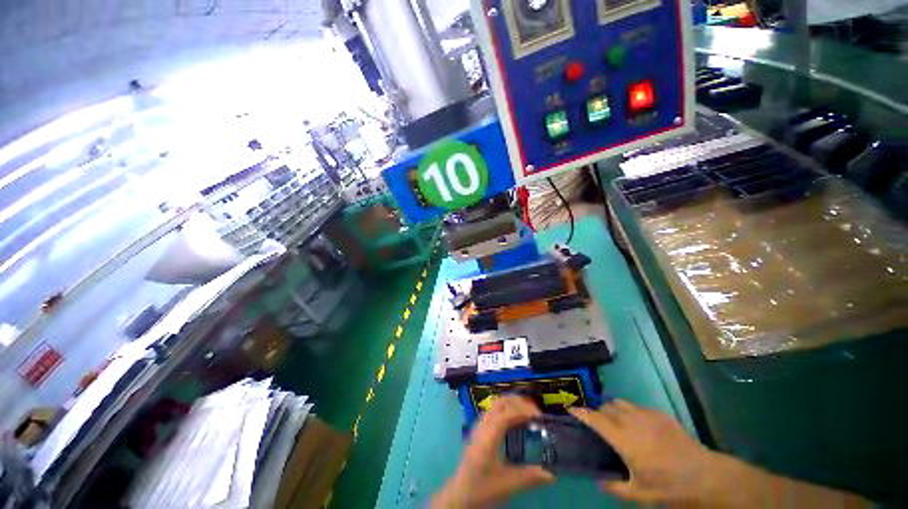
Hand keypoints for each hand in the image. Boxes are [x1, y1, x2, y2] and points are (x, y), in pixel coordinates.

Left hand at [431, 396, 554, 508]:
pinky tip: (515, 423)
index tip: (539, 417)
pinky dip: (507, 410)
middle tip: (535, 414)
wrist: (459, 494)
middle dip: (519, 403)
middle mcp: (483, 425)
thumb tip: (552, 474)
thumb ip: (530, 477)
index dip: (524, 411)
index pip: (507, 413)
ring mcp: (479, 425)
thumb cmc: (482, 488)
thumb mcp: (507, 485)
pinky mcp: (479, 430)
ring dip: (513, 404)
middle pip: (501, 402)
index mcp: (489, 435)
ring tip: (528, 415)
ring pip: (496, 404)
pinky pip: (494, 411)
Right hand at [571, 401, 871, 507]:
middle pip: (605, 406)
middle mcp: (631, 420)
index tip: (569, 409)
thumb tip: (599, 482)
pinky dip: (629, 412)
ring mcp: (646, 414)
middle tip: (595, 425)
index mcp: (622, 437)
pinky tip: (637, 427)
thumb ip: (615, 487)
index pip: (594, 418)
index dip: (580, 412)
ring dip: (612, 409)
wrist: (706, 475)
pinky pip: (636, 407)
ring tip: (614, 423)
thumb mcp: (640, 494)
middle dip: (596, 412)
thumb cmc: (669, 485)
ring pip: (620, 402)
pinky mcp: (660, 414)